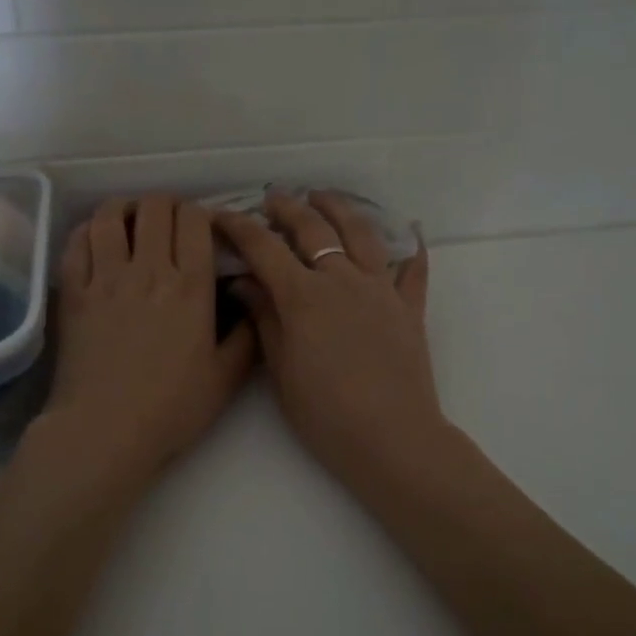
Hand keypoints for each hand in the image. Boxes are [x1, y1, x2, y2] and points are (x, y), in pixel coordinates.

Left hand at [35, 195, 255, 492]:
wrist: (105, 431)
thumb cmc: (171, 408)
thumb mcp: (226, 378)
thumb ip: (246, 337)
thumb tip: (252, 302)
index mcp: (191, 287)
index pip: (195, 220)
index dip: (199, 213)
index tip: (202, 227)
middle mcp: (149, 270)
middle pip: (155, 207)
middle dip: (166, 204)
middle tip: (169, 221)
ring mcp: (106, 278)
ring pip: (111, 215)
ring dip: (125, 208)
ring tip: (131, 220)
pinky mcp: (73, 291)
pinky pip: (77, 242)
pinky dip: (89, 230)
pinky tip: (97, 239)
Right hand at [214, 191, 447, 488]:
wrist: (391, 438)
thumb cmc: (326, 414)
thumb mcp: (282, 370)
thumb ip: (265, 319)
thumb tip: (244, 283)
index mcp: (304, 296)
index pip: (265, 248)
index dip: (240, 227)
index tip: (221, 215)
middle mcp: (342, 280)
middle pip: (313, 229)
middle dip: (289, 208)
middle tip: (274, 198)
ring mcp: (381, 290)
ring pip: (361, 233)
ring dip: (340, 209)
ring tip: (325, 197)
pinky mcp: (410, 307)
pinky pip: (413, 268)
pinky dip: (412, 246)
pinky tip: (411, 230)